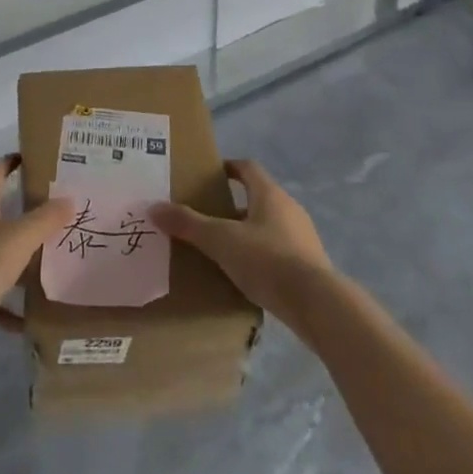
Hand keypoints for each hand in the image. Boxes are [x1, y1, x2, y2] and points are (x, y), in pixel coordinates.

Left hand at [0, 156, 72, 348]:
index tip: (34, 160)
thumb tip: (69, 199)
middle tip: (53, 210)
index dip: (12, 161)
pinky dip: (7, 298)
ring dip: (16, 253)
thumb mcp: (20, 238)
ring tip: (46, 259)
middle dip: (21, 208)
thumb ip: (46, 219)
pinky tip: (26, 316)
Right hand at [149, 159, 333, 333]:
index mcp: (269, 194)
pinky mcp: (310, 266)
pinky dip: (262, 257)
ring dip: (249, 233)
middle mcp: (289, 209)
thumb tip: (154, 208)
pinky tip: (247, 276)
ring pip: (269, 226)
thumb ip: (189, 224)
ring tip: (224, 250)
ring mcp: (303, 238)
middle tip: (209, 217)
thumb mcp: (221, 241)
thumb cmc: (268, 260)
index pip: (248, 168)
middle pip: (258, 198)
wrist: (318, 305)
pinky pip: (280, 252)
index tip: (210, 176)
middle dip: (234, 206)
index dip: (229, 168)